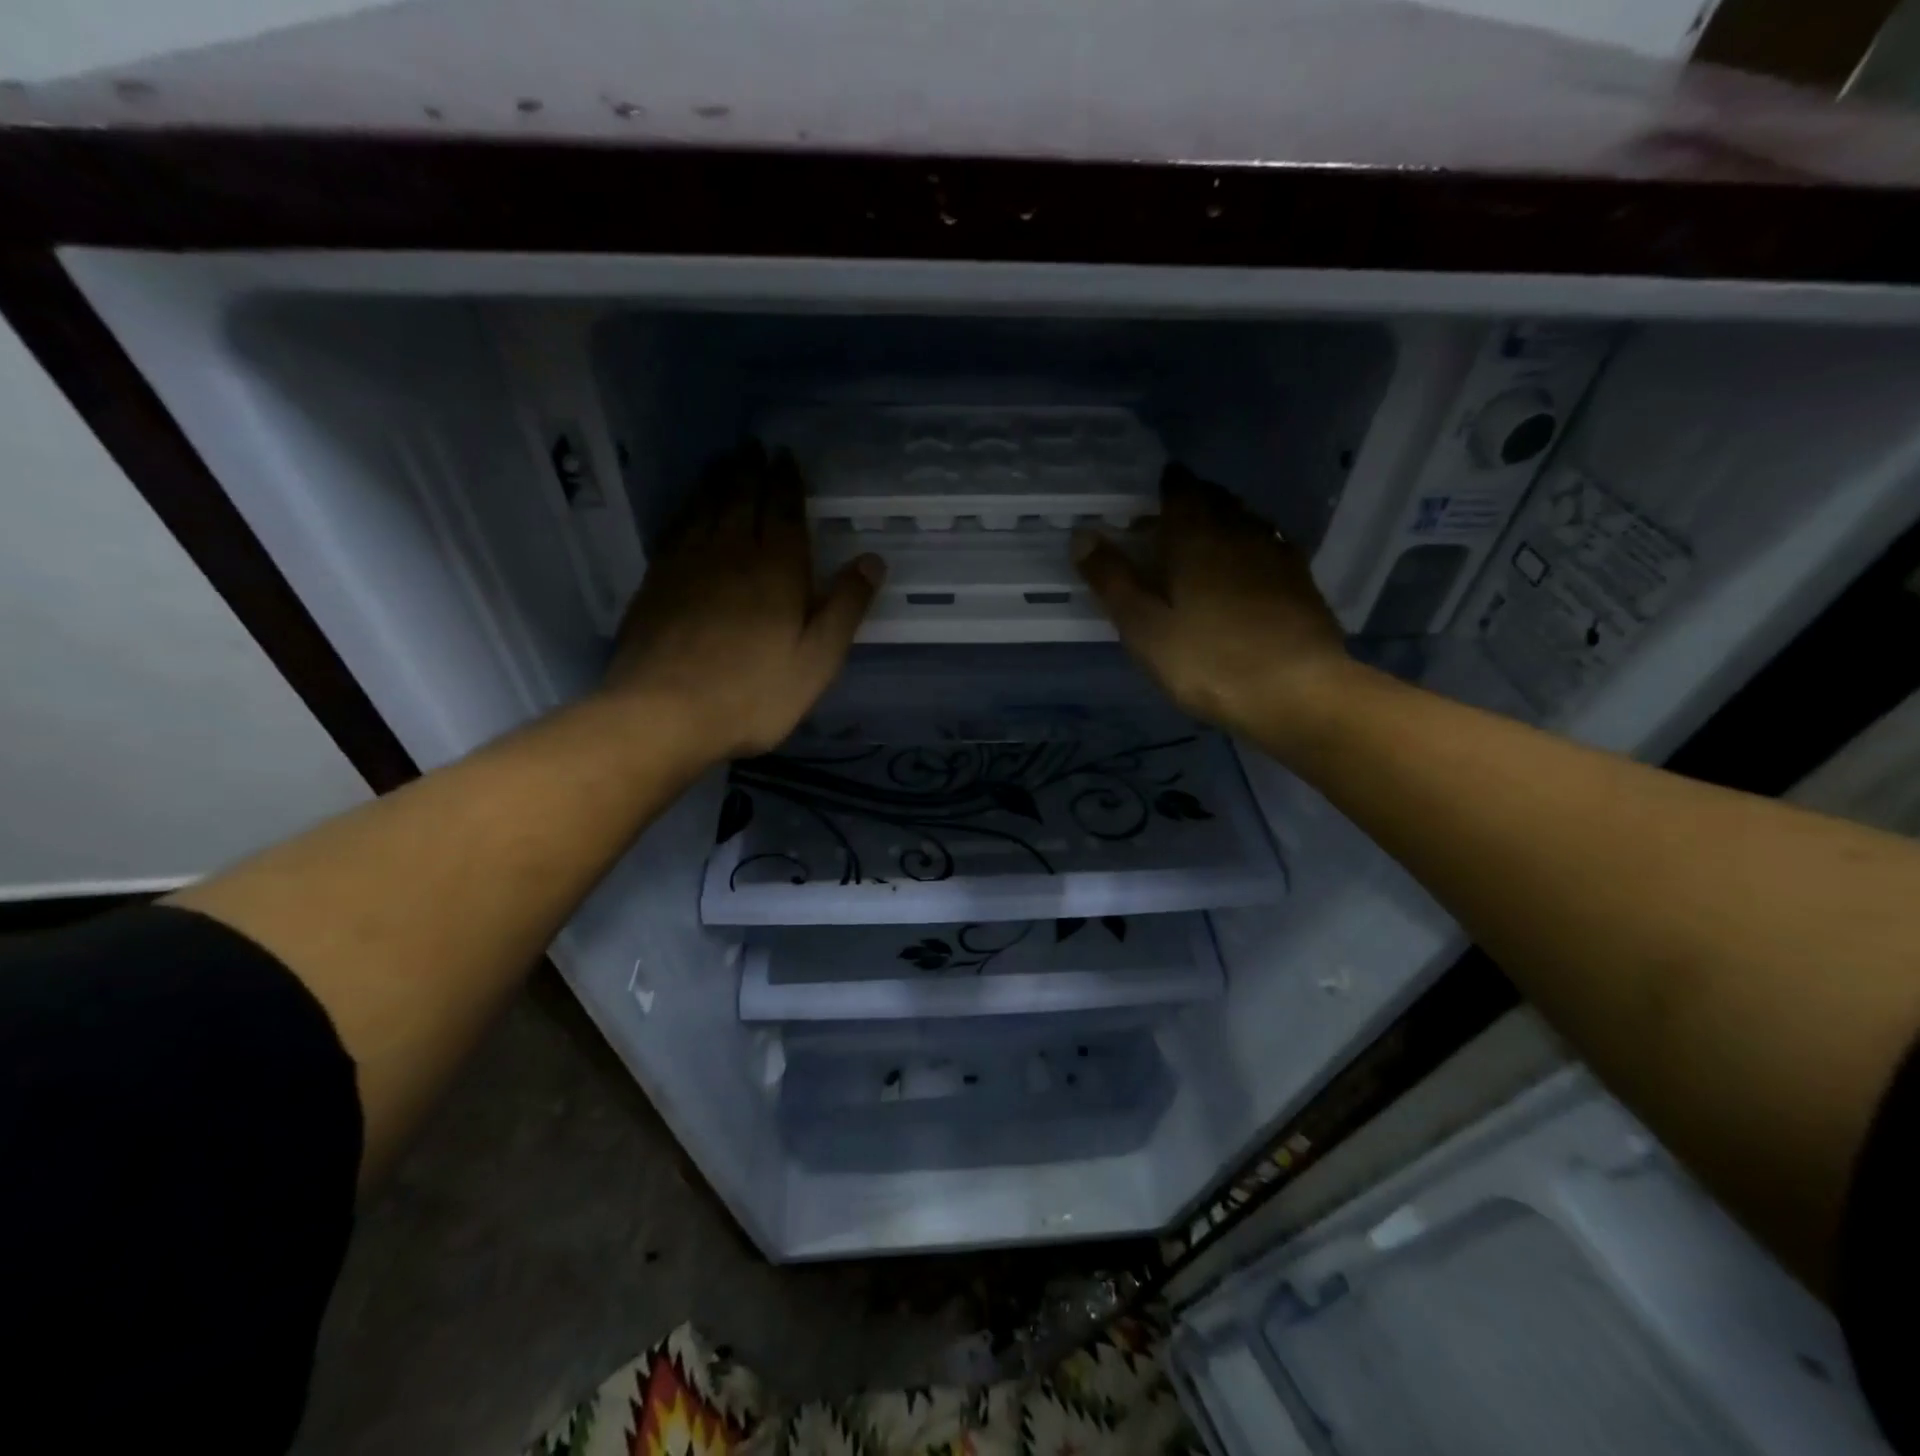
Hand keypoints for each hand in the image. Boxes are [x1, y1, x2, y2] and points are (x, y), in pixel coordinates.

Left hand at [601, 442, 883, 762]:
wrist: (664, 713)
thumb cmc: (753, 693)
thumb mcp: (817, 659)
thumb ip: (845, 607)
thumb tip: (872, 559)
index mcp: (776, 569)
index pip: (782, 511)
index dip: (786, 481)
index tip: (785, 457)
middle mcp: (729, 553)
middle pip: (740, 499)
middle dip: (750, 470)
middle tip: (753, 447)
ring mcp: (686, 565)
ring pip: (703, 508)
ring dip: (716, 481)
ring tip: (722, 462)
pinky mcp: (655, 584)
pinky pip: (674, 530)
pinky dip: (685, 511)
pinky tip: (686, 510)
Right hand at [1073, 464, 1355, 752]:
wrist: (1297, 691)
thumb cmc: (1207, 661)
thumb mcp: (1144, 628)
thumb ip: (1112, 580)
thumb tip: (1082, 536)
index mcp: (1196, 537)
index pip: (1180, 490)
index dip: (1164, 487)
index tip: (1148, 497)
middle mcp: (1240, 532)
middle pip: (1216, 500)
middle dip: (1192, 502)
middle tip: (1168, 523)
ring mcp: (1277, 555)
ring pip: (1245, 521)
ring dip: (1223, 522)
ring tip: (1203, 545)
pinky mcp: (1302, 581)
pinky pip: (1270, 547)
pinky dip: (1250, 548)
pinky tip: (1245, 572)